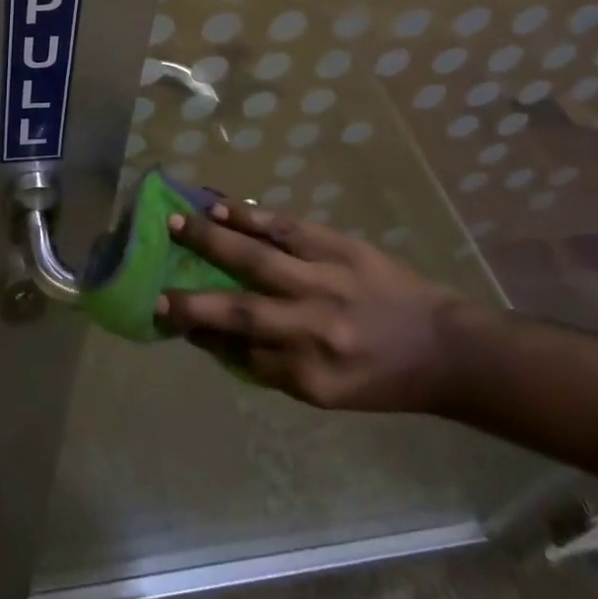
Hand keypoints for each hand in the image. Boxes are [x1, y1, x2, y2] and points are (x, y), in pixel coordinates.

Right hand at [155, 200, 465, 413]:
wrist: (444, 346)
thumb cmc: (381, 377)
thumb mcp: (327, 392)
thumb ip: (271, 365)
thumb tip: (214, 335)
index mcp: (311, 377)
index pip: (241, 354)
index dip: (201, 335)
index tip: (165, 317)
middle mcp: (315, 329)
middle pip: (242, 312)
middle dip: (192, 300)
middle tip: (153, 288)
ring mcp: (327, 283)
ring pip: (258, 259)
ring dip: (212, 240)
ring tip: (175, 222)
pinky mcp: (339, 247)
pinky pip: (286, 228)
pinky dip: (250, 216)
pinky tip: (220, 207)